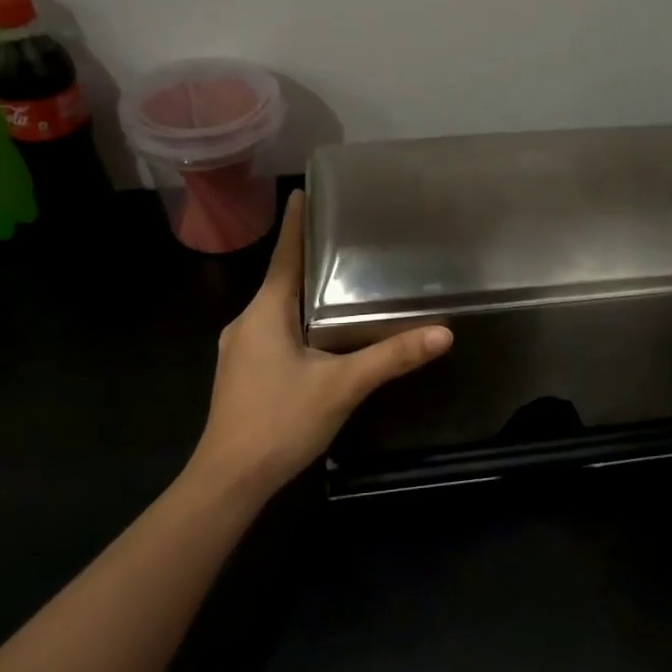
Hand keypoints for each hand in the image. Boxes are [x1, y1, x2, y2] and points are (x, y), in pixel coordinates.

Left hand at [188, 190, 452, 496]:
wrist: (228, 480)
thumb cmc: (279, 421)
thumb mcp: (342, 387)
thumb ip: (391, 358)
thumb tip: (443, 333)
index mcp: (265, 312)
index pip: (284, 255)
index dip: (296, 224)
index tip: (302, 192)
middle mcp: (246, 322)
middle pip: (280, 280)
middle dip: (308, 259)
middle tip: (343, 240)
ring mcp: (238, 349)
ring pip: (276, 309)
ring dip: (302, 294)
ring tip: (338, 283)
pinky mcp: (241, 373)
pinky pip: (271, 331)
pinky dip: (295, 321)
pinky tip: (318, 336)